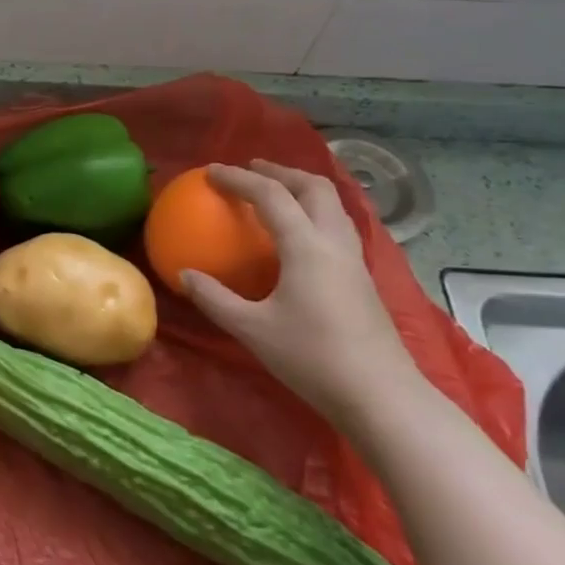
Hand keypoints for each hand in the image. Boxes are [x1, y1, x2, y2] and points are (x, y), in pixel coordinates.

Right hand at [179, 160, 421, 428]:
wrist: (380, 395)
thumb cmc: (311, 358)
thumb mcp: (251, 330)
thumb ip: (215, 299)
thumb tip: (185, 275)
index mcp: (306, 246)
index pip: (271, 195)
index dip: (239, 178)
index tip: (211, 172)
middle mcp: (334, 242)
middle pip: (314, 187)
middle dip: (281, 171)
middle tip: (251, 170)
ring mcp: (354, 260)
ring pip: (332, 205)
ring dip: (302, 188)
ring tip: (276, 192)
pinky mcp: (363, 278)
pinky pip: (337, 226)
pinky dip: (314, 212)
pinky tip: (299, 235)